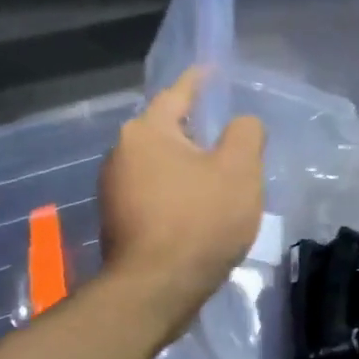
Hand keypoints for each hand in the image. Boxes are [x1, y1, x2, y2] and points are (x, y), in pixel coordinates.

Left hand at [99, 68, 264, 338]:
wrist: (157, 288)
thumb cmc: (200, 220)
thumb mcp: (239, 171)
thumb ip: (246, 134)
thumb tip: (241, 123)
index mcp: (147, 132)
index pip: (177, 94)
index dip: (200, 81)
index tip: (213, 70)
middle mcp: (121, 153)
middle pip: (166, 131)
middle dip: (195, 131)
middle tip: (229, 138)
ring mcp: (113, 189)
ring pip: (159, 164)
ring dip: (187, 166)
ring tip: (218, 178)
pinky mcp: (117, 220)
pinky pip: (153, 191)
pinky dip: (176, 192)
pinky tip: (198, 209)